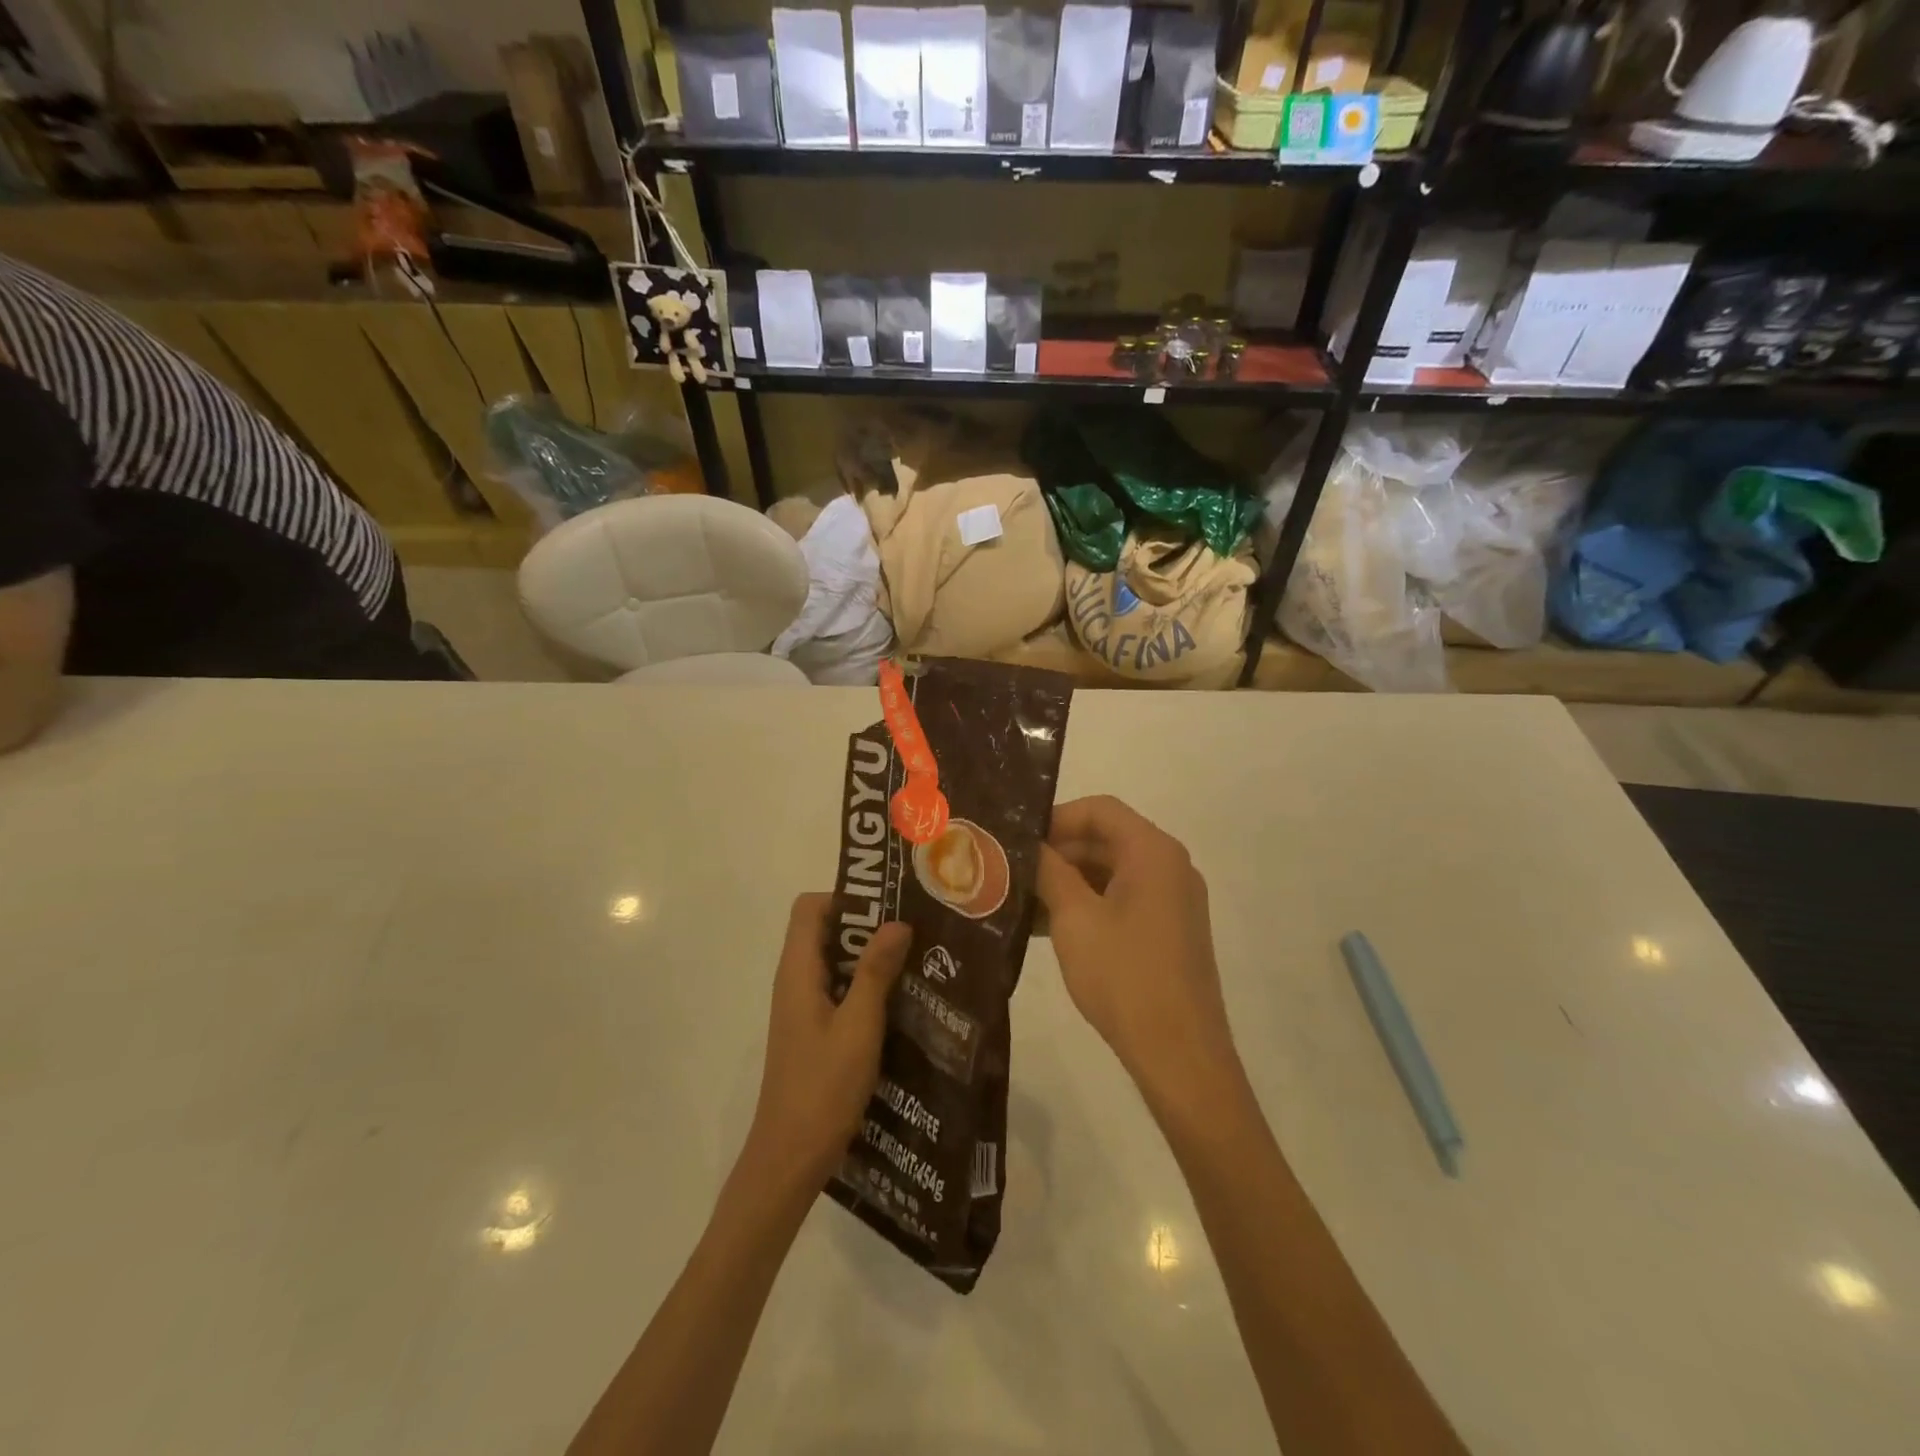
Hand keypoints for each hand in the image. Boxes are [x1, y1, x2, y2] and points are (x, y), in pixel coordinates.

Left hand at [745, 894, 911, 1190]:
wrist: (790, 1159)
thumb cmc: (823, 1088)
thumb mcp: (858, 1025)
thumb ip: (875, 971)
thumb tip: (896, 922)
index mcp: (797, 971)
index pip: (809, 908)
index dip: (845, 899)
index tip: (887, 907)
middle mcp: (795, 981)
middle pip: (824, 931)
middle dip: (867, 925)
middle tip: (914, 930)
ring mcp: (802, 1007)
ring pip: (835, 962)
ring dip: (871, 957)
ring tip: (916, 960)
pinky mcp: (813, 1031)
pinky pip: (838, 990)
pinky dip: (865, 985)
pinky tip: (901, 1001)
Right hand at [1037, 797, 1238, 1110]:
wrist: (1179, 1055)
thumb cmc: (1124, 976)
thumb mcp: (1074, 918)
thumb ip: (1049, 871)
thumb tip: (1028, 845)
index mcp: (1153, 852)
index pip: (1099, 810)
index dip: (1055, 818)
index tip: (1017, 840)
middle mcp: (1169, 866)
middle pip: (1106, 839)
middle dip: (1057, 852)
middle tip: (1010, 871)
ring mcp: (1173, 900)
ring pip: (1111, 872)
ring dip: (1067, 881)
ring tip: (1020, 901)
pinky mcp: (1169, 930)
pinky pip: (1122, 900)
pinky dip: (1087, 905)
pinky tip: (1046, 927)